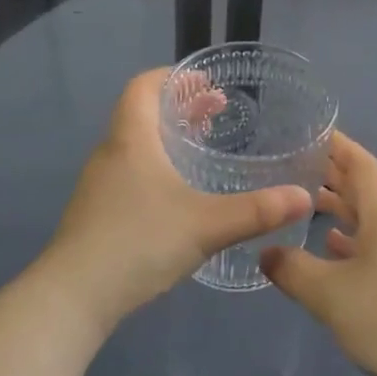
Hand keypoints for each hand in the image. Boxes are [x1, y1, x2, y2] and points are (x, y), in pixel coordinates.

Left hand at [38, 69, 311, 334]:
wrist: (72, 298)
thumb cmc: (138, 242)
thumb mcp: (207, 225)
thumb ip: (257, 211)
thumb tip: (303, 198)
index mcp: (132, 140)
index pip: (144, 86)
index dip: (173, 77)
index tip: (206, 83)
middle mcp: (112, 154)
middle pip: (143, 113)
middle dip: (181, 107)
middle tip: (217, 112)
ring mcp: (100, 186)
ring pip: (136, 145)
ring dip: (169, 138)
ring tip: (203, 149)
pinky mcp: (97, 214)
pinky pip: (131, 172)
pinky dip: (157, 166)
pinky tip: (180, 195)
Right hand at [262, 132, 376, 375]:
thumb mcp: (329, 293)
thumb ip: (292, 269)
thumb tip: (265, 251)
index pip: (361, 164)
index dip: (338, 145)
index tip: (311, 131)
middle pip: (363, 188)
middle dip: (332, 173)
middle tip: (294, 162)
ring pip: (365, 217)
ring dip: (338, 206)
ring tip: (302, 198)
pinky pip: (369, 244)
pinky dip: (346, 239)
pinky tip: (327, 245)